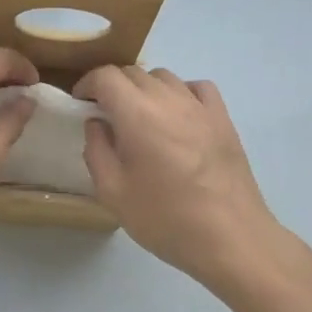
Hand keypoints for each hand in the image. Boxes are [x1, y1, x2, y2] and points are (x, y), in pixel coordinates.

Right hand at [73, 66, 282, 288]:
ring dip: (145, 88)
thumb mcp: (113, 192)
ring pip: (165, 77)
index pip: (106, 76)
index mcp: (137, 114)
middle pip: (134, 73)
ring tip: (140, 117)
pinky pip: (197, 88)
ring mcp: (200, 107)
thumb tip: (97, 124)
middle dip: (113, 87)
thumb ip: (97, 151)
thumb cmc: (165, 218)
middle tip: (106, 115)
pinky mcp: (223, 119)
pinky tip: (178, 116)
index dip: (88, 84)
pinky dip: (180, 92)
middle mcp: (169, 99)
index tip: (80, 103)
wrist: (231, 238)